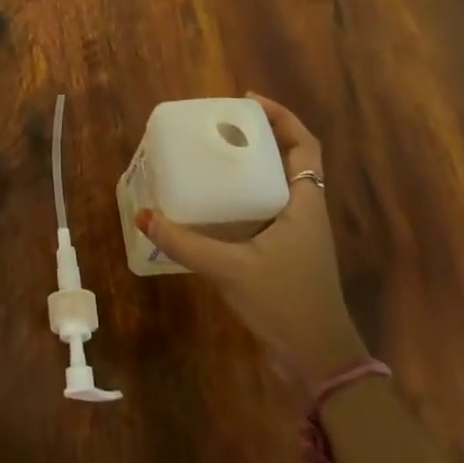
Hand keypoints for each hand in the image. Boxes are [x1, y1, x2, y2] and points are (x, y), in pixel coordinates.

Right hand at [137, 93, 367, 392]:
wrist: (320, 361)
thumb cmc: (285, 304)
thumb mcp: (230, 269)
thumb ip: (185, 243)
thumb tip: (143, 216)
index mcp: (305, 205)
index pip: (304, 145)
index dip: (281, 117)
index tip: (245, 102)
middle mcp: (306, 212)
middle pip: (292, 159)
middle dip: (261, 136)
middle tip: (221, 127)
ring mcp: (299, 235)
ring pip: (280, 185)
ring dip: (255, 166)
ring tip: (215, 156)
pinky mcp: (288, 254)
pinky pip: (268, 210)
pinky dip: (247, 197)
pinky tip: (216, 205)